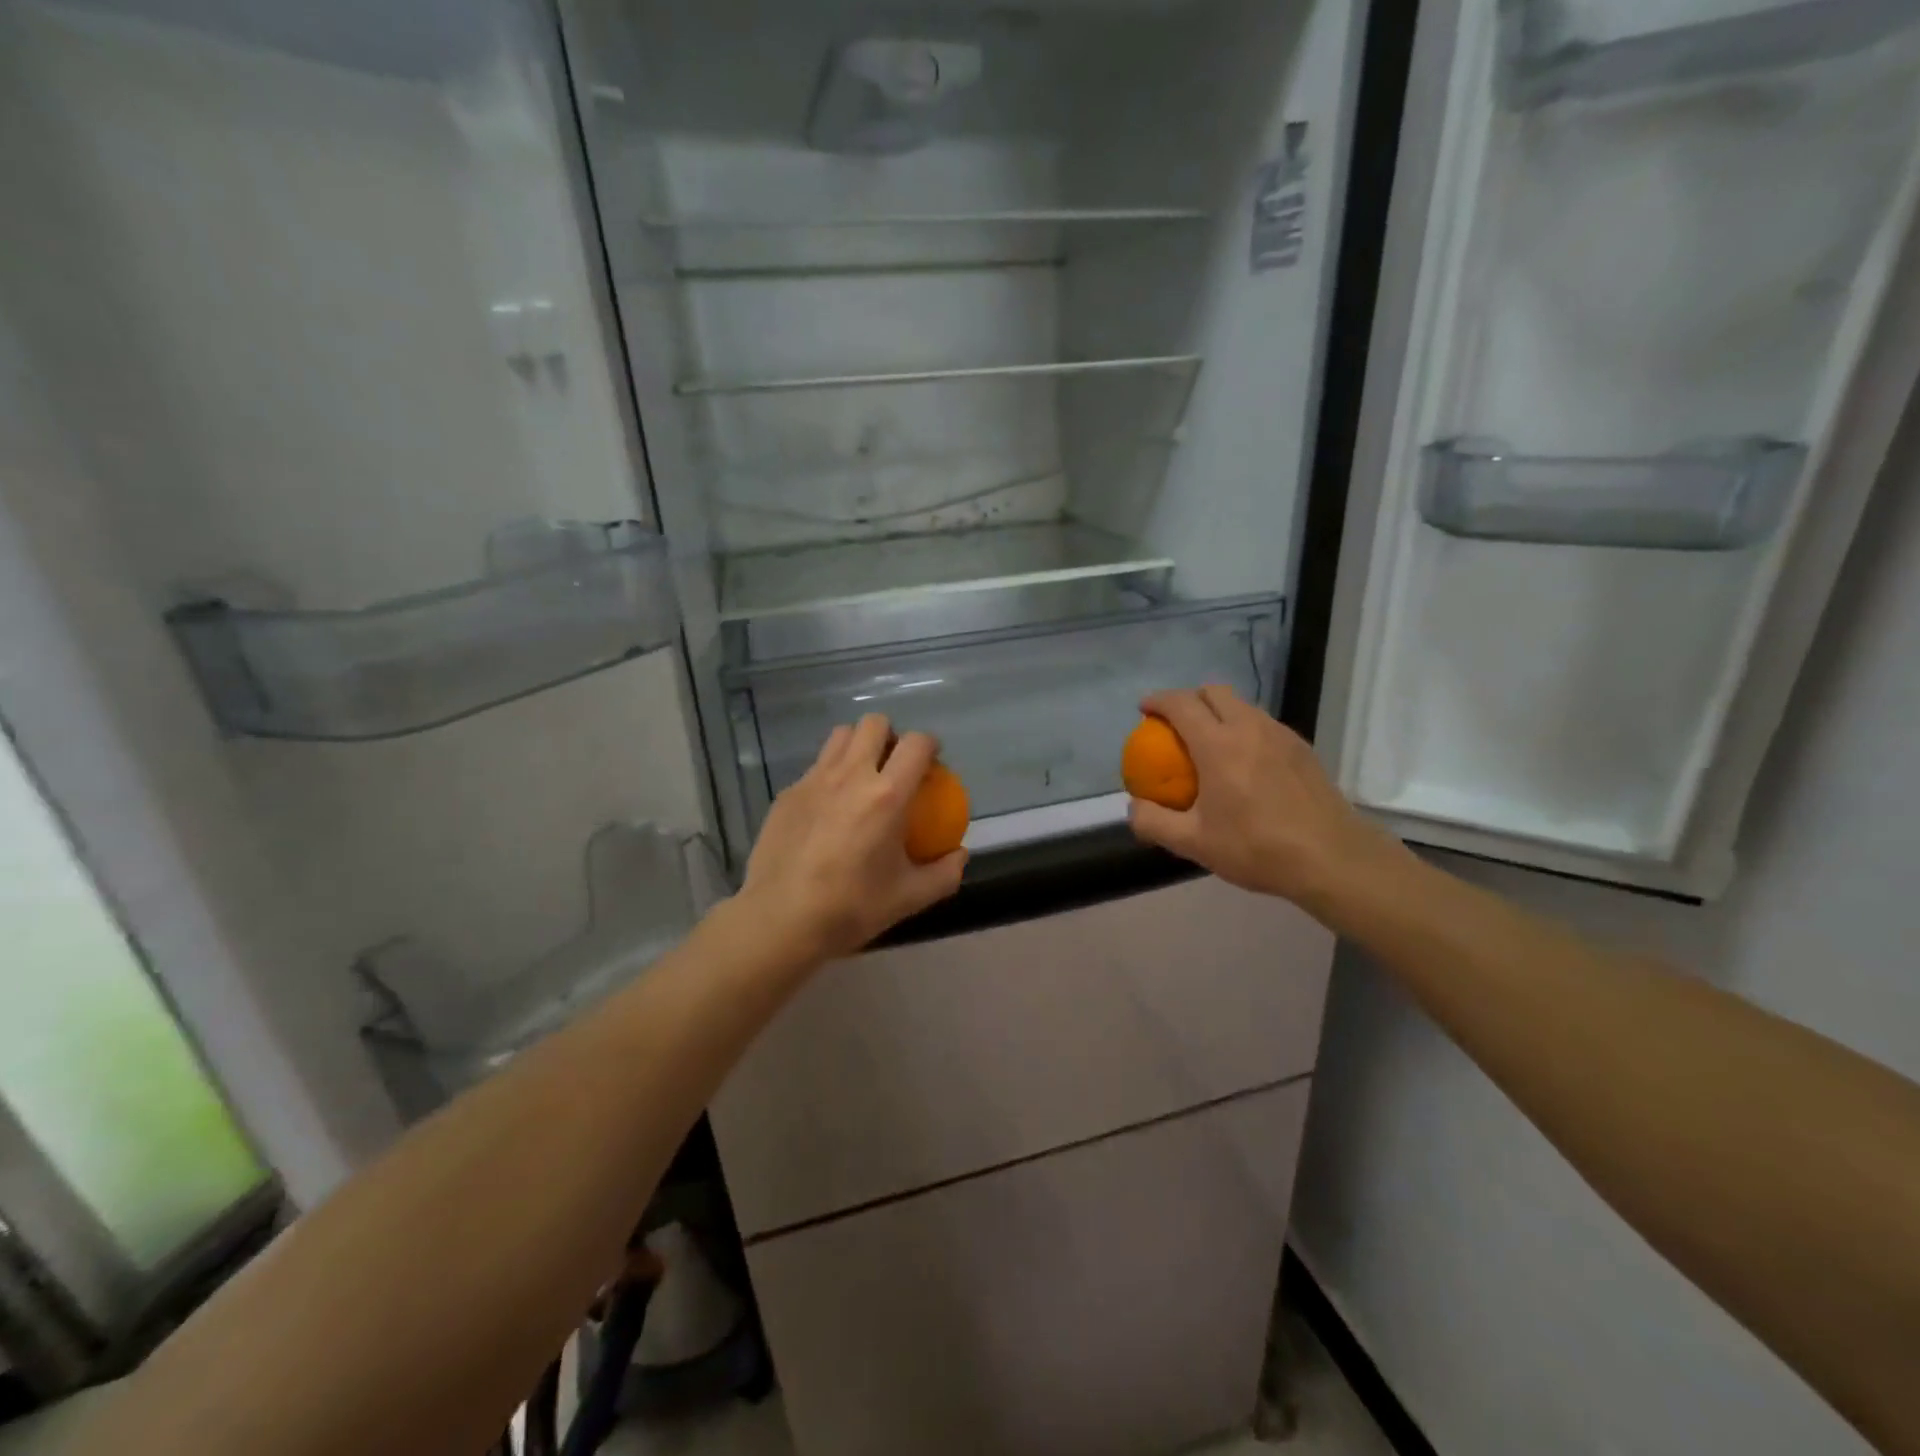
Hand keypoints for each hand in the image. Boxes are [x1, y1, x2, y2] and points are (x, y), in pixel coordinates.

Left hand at [739, 715, 967, 961]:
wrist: (779, 920)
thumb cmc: (850, 908)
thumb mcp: (909, 898)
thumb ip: (944, 873)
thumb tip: (960, 854)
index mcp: (888, 795)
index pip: (916, 744)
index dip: (930, 745)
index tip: (932, 764)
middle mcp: (851, 775)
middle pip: (874, 724)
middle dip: (890, 736)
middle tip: (894, 766)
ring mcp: (814, 780)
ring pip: (840, 736)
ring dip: (858, 746)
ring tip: (862, 777)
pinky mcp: (788, 793)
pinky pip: (815, 767)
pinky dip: (830, 774)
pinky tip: (828, 810)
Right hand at [1127, 685, 1407, 909]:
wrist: (1332, 859)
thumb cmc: (1257, 848)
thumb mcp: (1194, 843)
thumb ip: (1154, 822)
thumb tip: (1133, 807)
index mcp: (1218, 745)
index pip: (1181, 704)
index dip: (1158, 701)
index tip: (1144, 709)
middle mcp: (1250, 728)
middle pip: (1214, 692)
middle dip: (1189, 698)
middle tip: (1175, 723)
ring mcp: (1281, 735)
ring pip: (1243, 705)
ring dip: (1219, 712)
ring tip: (1208, 741)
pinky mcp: (1302, 749)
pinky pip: (1264, 724)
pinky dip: (1243, 728)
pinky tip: (1243, 763)